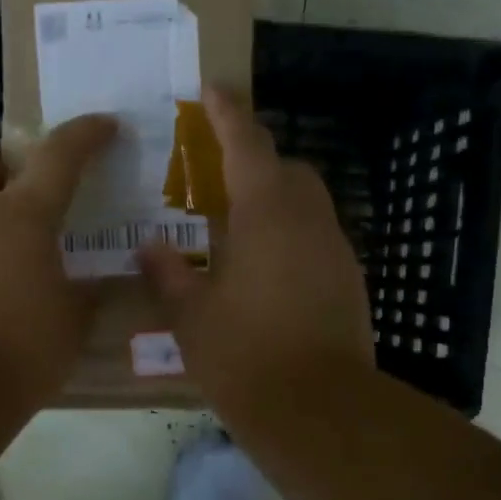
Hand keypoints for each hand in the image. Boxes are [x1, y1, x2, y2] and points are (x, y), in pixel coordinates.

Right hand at [138, 91, 372, 402]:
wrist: (320, 411)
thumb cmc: (245, 356)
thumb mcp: (191, 316)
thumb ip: (168, 273)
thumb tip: (150, 247)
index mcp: (266, 214)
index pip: (247, 145)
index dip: (228, 113)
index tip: (212, 88)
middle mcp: (309, 220)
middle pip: (287, 169)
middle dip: (256, 161)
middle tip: (219, 177)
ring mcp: (336, 250)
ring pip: (308, 203)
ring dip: (276, 200)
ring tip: (238, 227)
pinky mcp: (349, 281)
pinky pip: (317, 237)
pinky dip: (292, 235)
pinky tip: (266, 270)